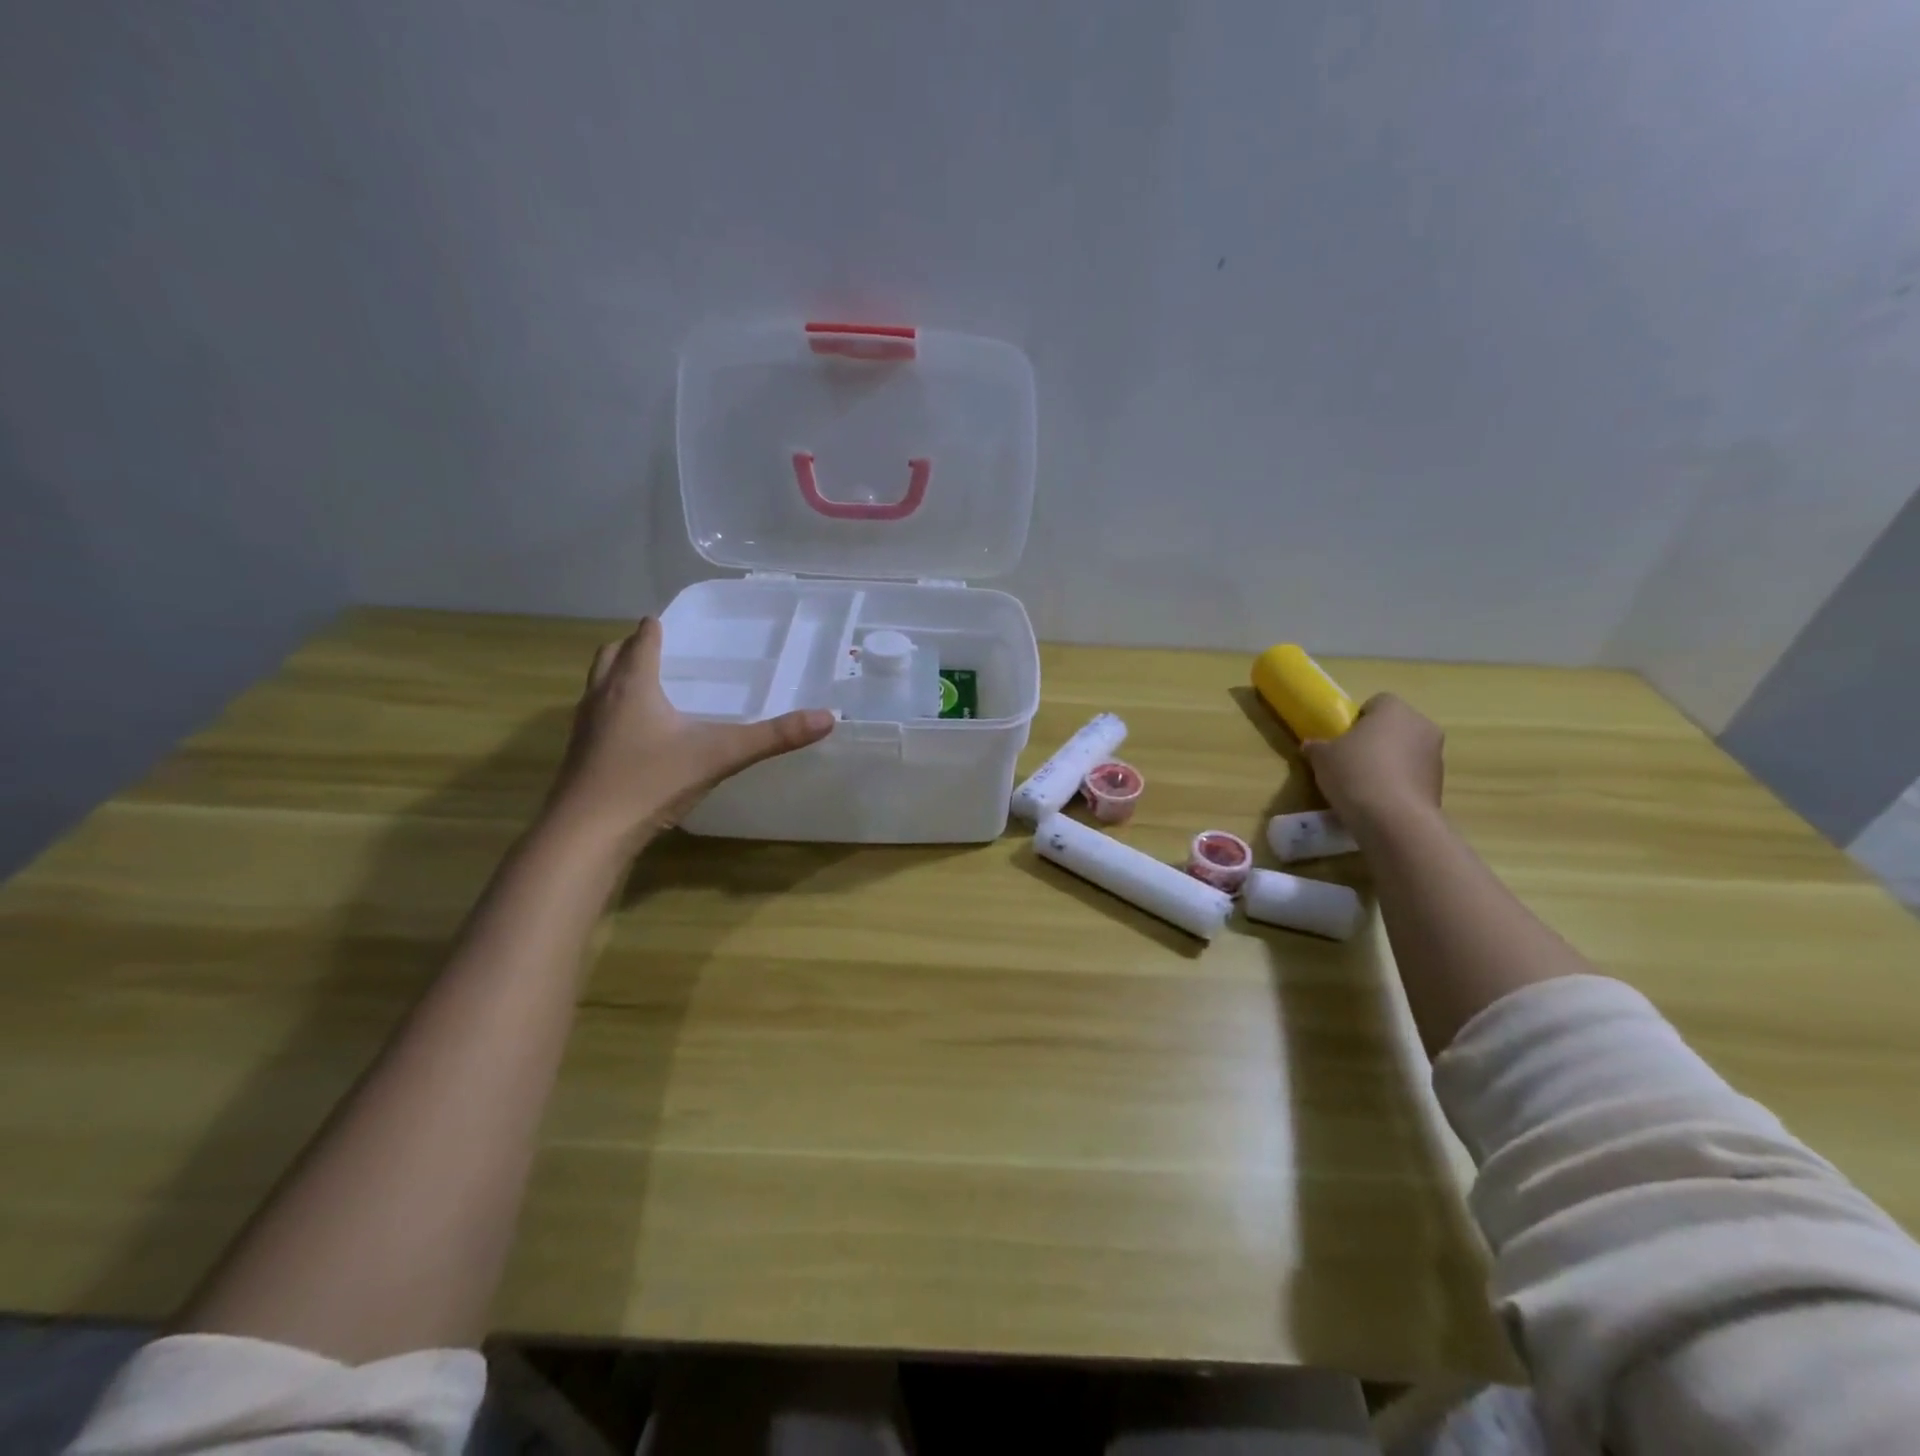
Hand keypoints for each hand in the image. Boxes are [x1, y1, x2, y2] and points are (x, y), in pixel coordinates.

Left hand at [544, 618, 834, 852]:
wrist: (587, 834)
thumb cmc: (650, 782)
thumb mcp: (720, 755)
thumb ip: (773, 737)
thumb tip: (827, 718)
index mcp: (634, 685)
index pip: (643, 640)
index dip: (657, 628)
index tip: (670, 622)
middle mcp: (603, 697)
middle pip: (611, 655)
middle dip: (632, 647)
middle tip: (660, 649)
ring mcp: (585, 727)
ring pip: (598, 686)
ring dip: (618, 677)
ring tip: (648, 686)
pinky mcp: (579, 755)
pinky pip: (596, 717)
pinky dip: (613, 710)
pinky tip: (636, 735)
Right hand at [1302, 693, 1443, 835]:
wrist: (1393, 819)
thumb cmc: (1355, 773)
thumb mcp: (1321, 757)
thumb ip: (1316, 746)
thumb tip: (1312, 746)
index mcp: (1394, 709)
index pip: (1376, 702)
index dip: (1357, 719)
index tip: (1342, 739)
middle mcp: (1422, 726)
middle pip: (1394, 727)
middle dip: (1376, 740)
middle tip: (1351, 760)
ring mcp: (1436, 756)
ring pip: (1406, 752)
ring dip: (1389, 763)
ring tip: (1364, 785)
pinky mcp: (1439, 784)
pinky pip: (1413, 776)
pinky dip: (1398, 784)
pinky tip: (1379, 800)